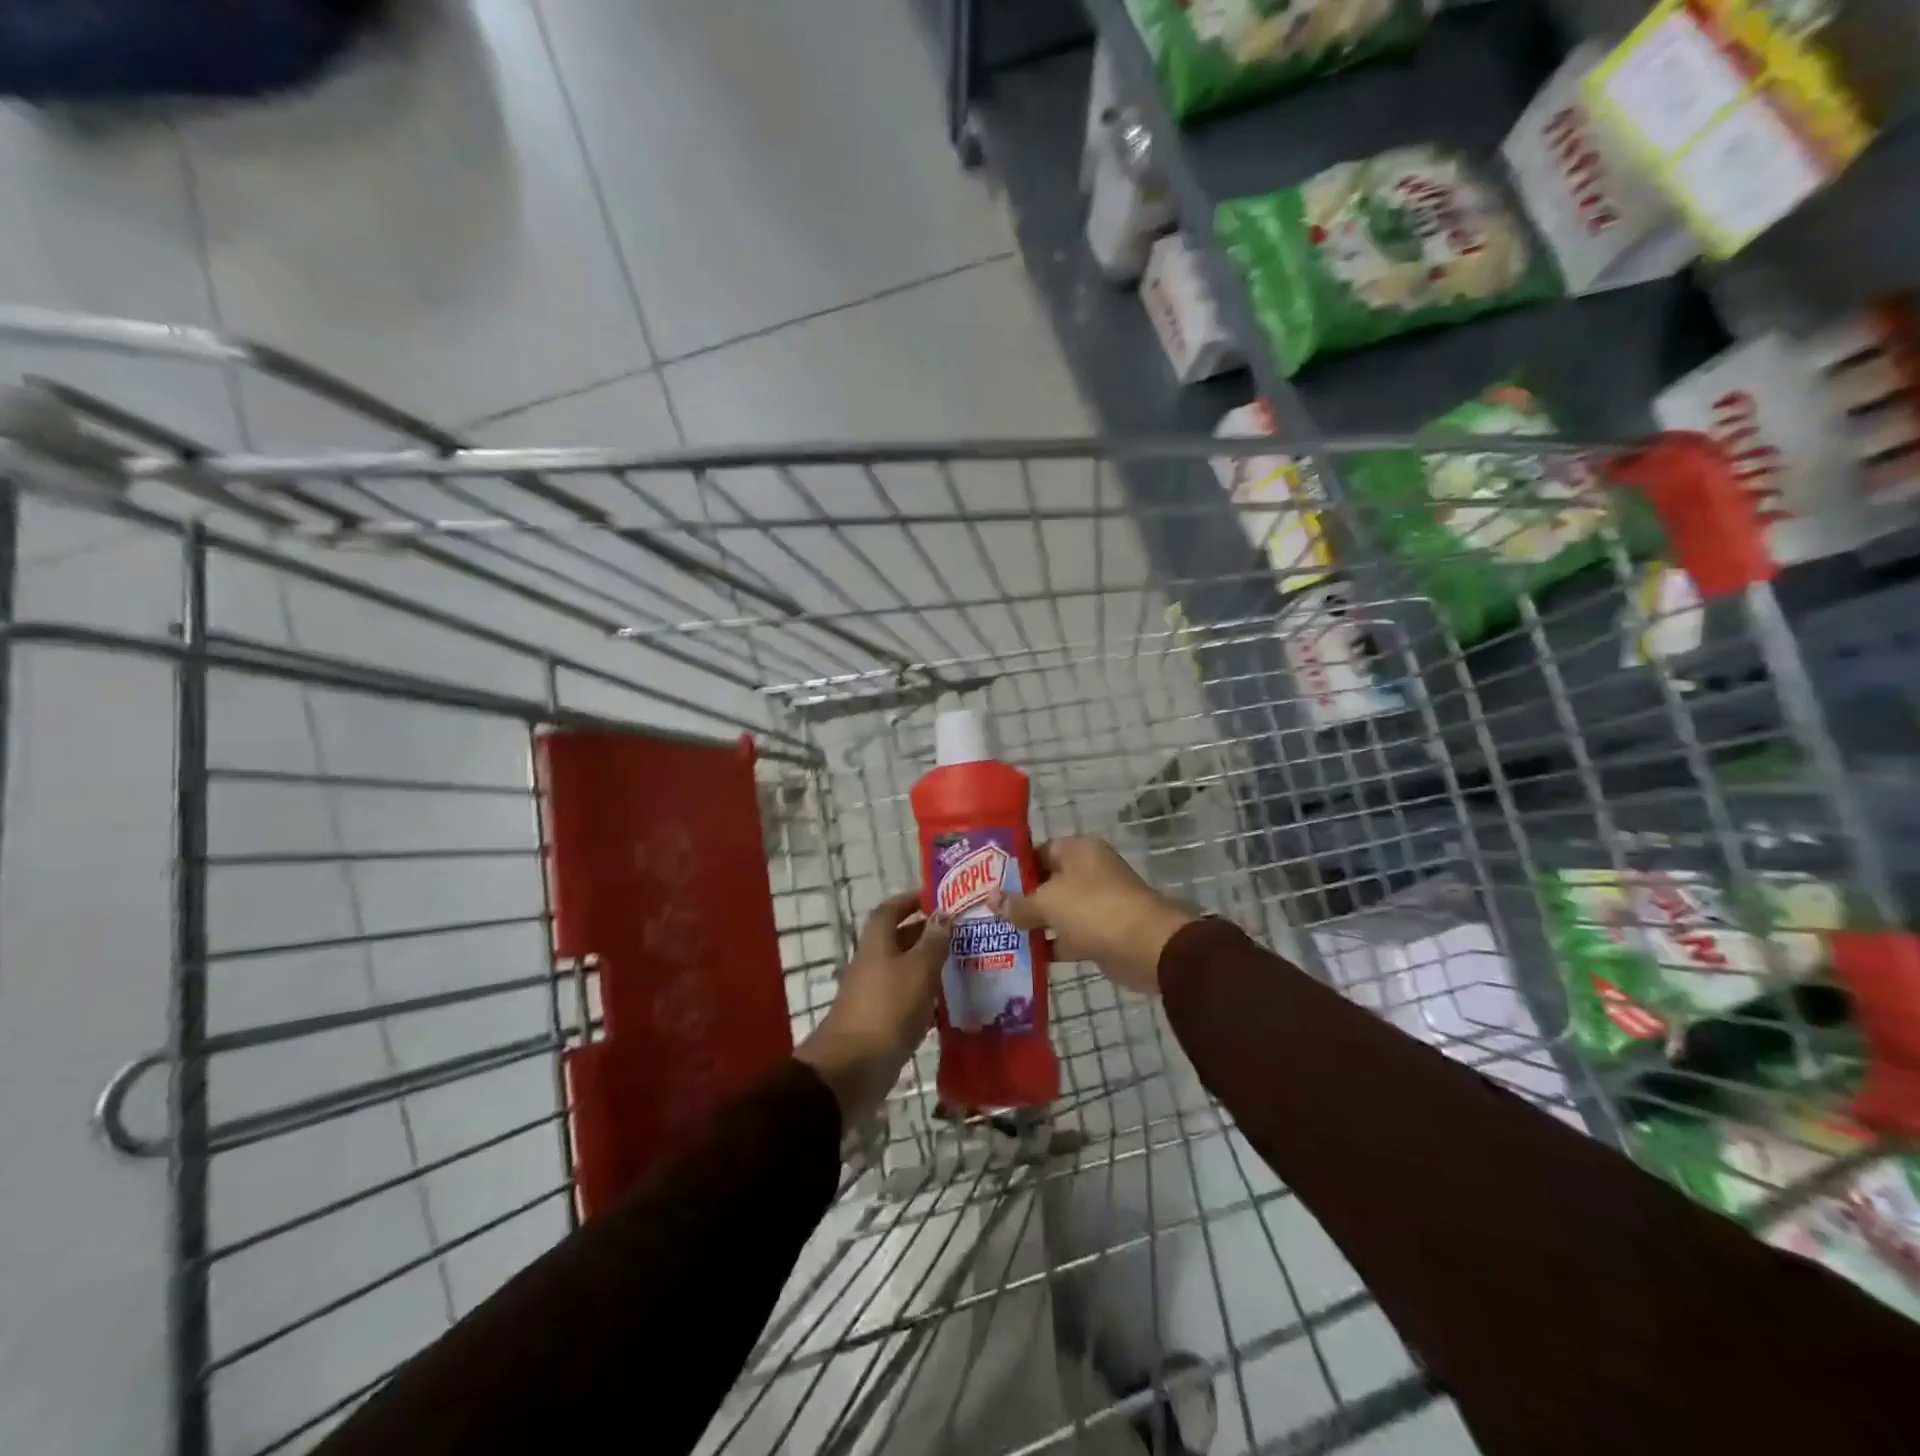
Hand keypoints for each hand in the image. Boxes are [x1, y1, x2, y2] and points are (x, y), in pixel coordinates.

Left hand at [795, 892, 951, 1125]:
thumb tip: (943, 914)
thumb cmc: (887, 1009)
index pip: (890, 910)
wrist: (853, 1068)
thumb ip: (933, 942)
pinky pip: (906, 1000)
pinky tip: (950, 1005)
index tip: (936, 899)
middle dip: (926, 934)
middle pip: (898, 940)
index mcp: (877, 944)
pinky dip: (926, 998)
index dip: (910, 900)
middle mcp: (873, 964)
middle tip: (960, 935)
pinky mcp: (881, 1023)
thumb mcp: (918, 969)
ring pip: (905, 971)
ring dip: (929, 967)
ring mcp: (874, 995)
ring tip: (963, 966)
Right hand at [987, 837, 1196, 994]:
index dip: (1013, 867)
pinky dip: (1051, 945)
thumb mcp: (1047, 902)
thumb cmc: (1093, 909)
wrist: (1146, 947)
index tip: (988, 884)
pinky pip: (1069, 935)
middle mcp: (1088, 872)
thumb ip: (1018, 903)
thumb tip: (991, 899)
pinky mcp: (1101, 933)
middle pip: (1046, 882)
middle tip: (987, 912)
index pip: (1038, 851)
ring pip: (1057, 911)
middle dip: (1020, 898)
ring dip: (1034, 924)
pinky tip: (1024, 956)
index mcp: (1078, 851)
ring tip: (998, 934)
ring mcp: (1097, 903)